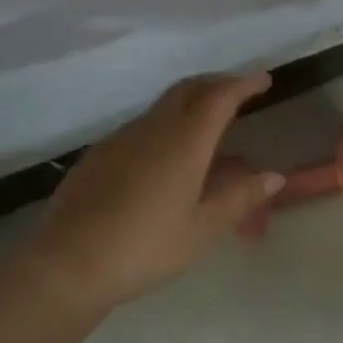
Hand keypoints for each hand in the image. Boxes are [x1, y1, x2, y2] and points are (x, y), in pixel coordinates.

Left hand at [28, 72, 285, 312]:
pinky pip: (140, 128)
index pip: (220, 97)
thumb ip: (240, 198)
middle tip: (237, 92)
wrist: (69, 263)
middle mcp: (152, 129)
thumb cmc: (146, 247)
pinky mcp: (98, 155)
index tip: (264, 79)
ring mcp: (120, 139)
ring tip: (205, 127)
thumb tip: (274, 177)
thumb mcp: (202, 229)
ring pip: (162, 107)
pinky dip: (163, 127)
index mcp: (184, 142)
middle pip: (188, 89)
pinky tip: (163, 158)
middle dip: (216, 84)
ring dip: (189, 105)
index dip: (243, 84)